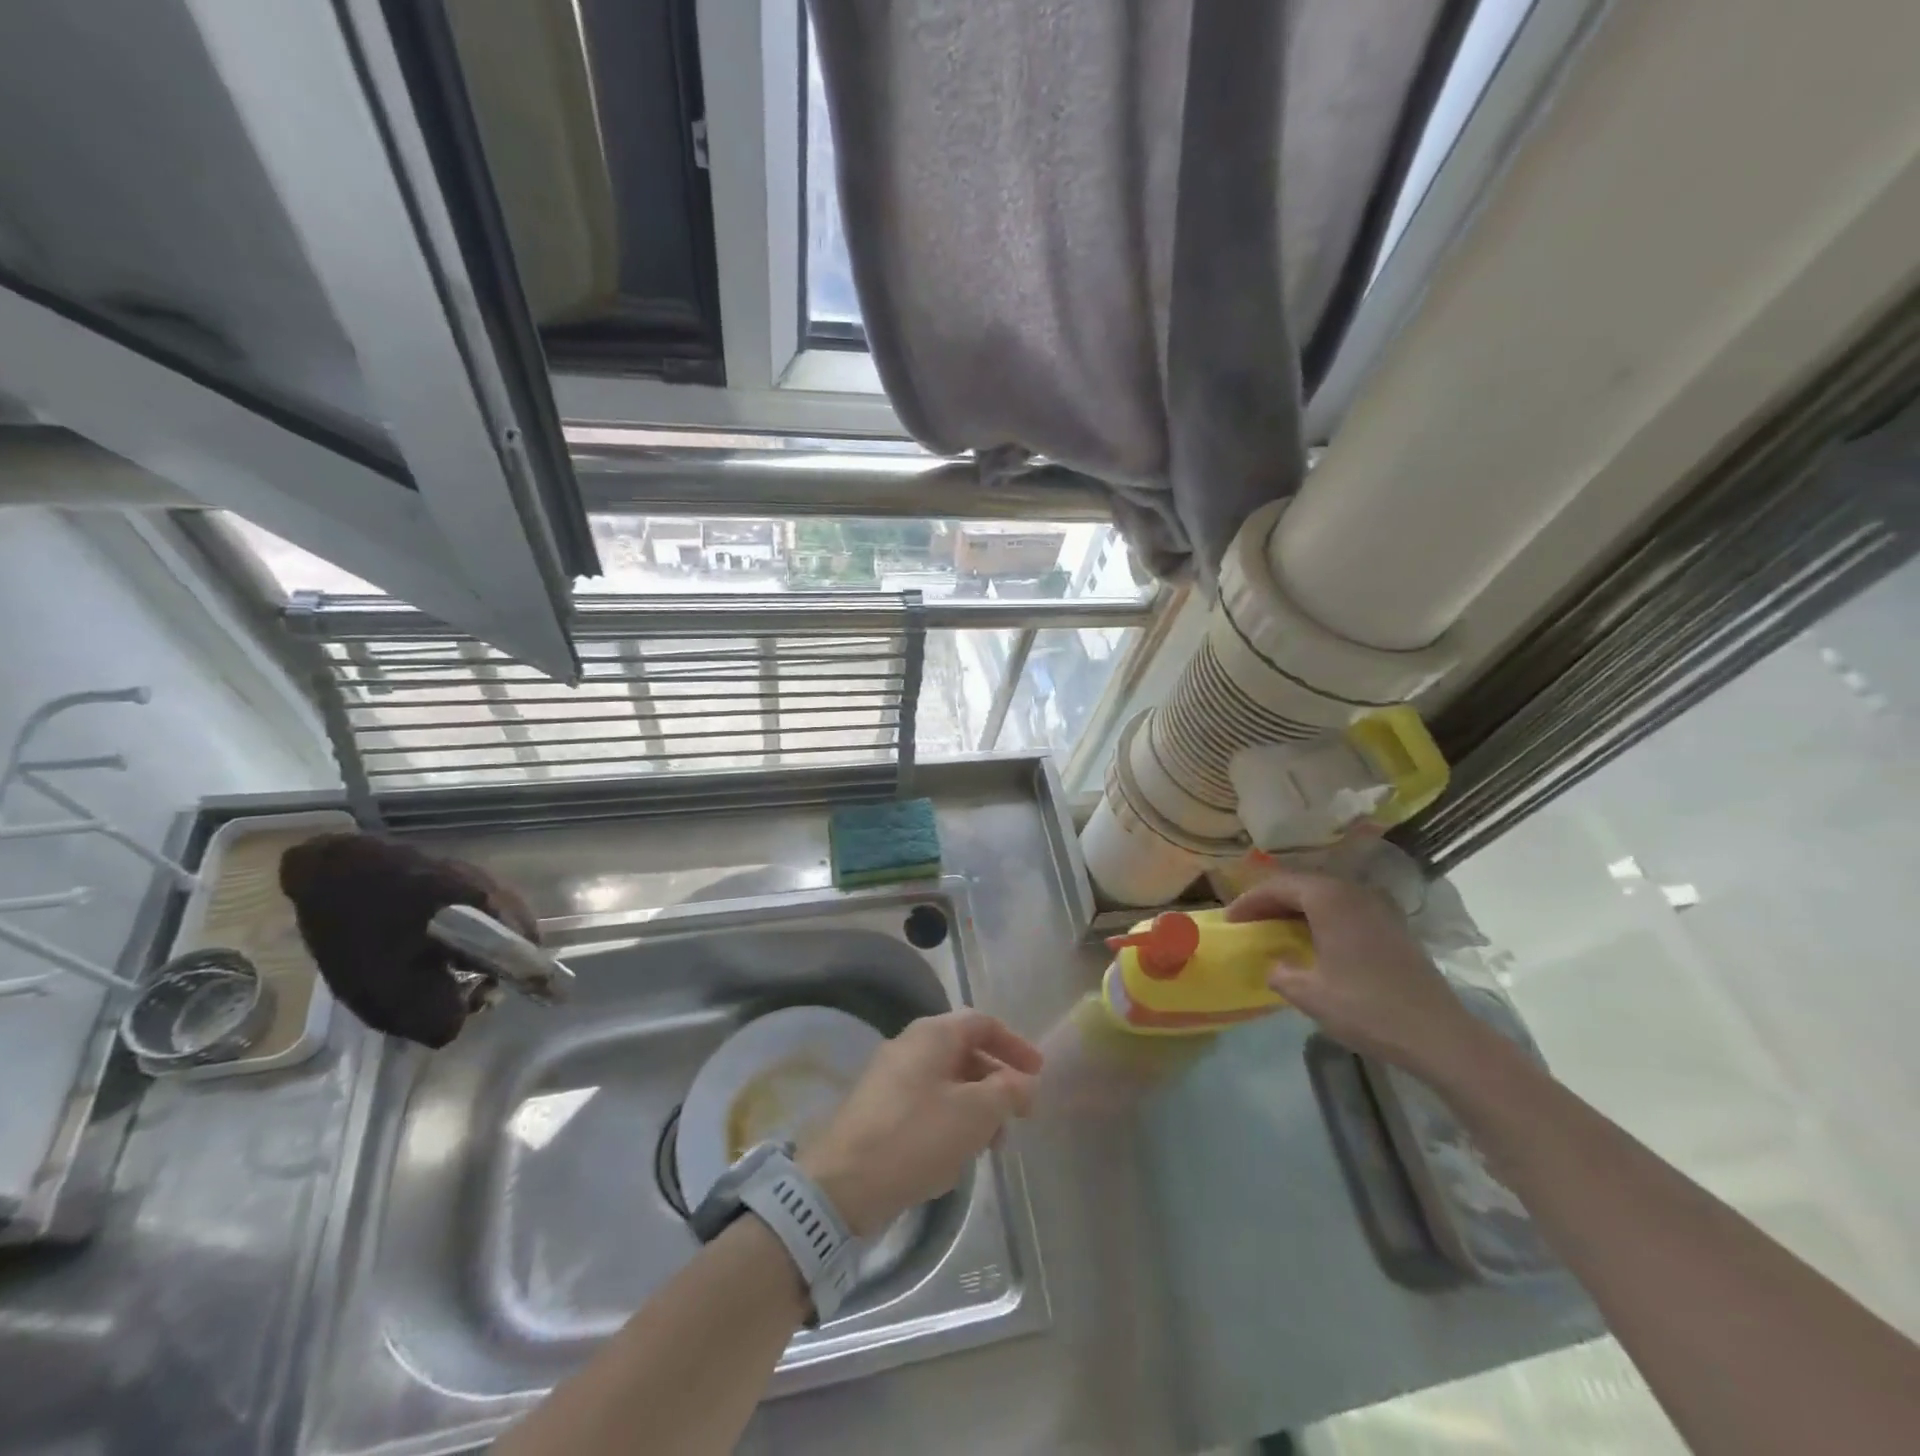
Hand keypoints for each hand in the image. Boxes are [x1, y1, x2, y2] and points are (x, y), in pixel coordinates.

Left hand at [799, 1010, 1042, 1235]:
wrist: (843, 1183)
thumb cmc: (917, 1136)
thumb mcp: (975, 1113)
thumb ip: (1008, 1092)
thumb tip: (1025, 1083)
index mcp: (932, 1034)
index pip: (983, 1023)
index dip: (1014, 1045)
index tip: (1038, 1072)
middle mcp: (910, 1045)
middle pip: (965, 1052)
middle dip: (997, 1083)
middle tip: (1018, 1117)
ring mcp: (890, 1077)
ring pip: (947, 1082)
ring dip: (976, 1107)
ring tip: (991, 1146)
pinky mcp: (879, 1109)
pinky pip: (926, 1103)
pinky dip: (951, 1120)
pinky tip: (957, 1156)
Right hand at [1225, 867, 1491, 1081]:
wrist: (1439, 1035)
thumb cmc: (1367, 1008)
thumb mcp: (1309, 994)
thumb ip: (1281, 973)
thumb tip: (1276, 965)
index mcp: (1329, 899)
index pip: (1278, 887)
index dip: (1249, 902)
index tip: (1230, 921)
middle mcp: (1354, 892)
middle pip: (1302, 885)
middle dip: (1271, 901)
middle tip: (1249, 921)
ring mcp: (1378, 907)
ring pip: (1325, 896)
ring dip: (1297, 909)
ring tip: (1276, 929)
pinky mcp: (1393, 926)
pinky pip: (1345, 909)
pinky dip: (1321, 918)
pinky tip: (1314, 941)